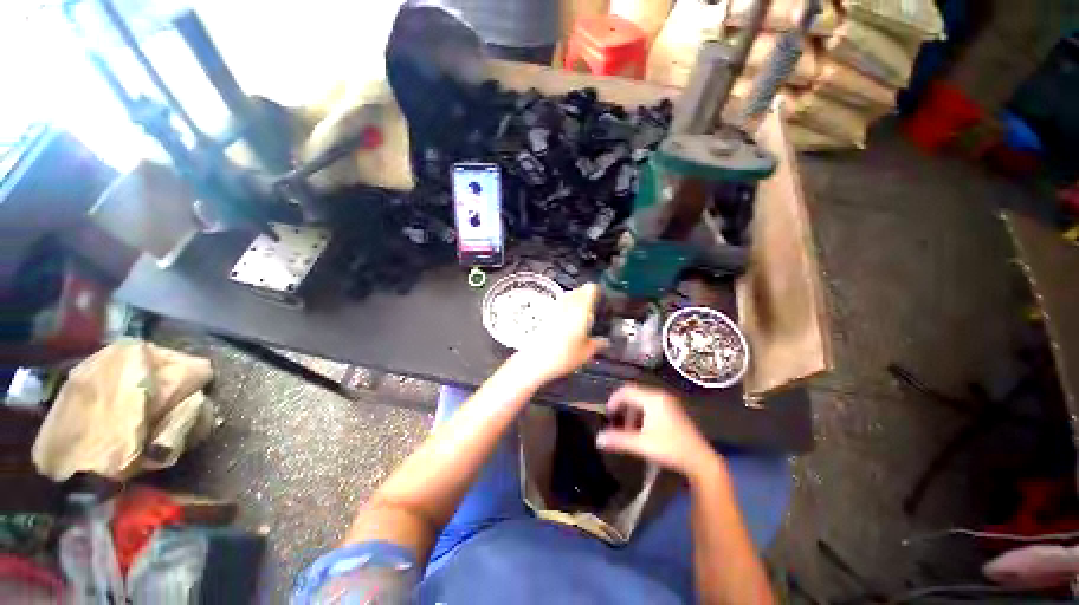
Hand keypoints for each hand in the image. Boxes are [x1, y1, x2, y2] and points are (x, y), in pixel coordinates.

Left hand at [514, 283, 606, 383]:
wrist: (536, 360)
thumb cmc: (565, 355)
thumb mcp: (587, 353)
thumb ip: (598, 344)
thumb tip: (606, 341)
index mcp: (581, 309)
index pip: (590, 289)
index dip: (598, 291)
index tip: (603, 299)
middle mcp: (568, 304)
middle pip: (579, 291)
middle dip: (587, 296)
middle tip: (595, 308)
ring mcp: (555, 308)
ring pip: (568, 296)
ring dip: (576, 301)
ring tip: (582, 314)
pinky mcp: (546, 315)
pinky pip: (560, 305)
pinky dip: (566, 308)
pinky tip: (569, 321)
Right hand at [596, 384, 720, 480]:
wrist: (700, 460)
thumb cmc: (670, 449)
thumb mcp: (641, 445)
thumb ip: (618, 440)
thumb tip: (598, 439)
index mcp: (652, 399)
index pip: (626, 391)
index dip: (614, 400)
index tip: (608, 415)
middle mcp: (659, 395)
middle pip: (633, 394)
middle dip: (622, 407)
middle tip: (615, 421)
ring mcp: (668, 402)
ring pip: (642, 400)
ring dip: (632, 412)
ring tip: (628, 429)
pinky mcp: (672, 409)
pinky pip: (650, 404)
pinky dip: (641, 414)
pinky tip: (641, 430)